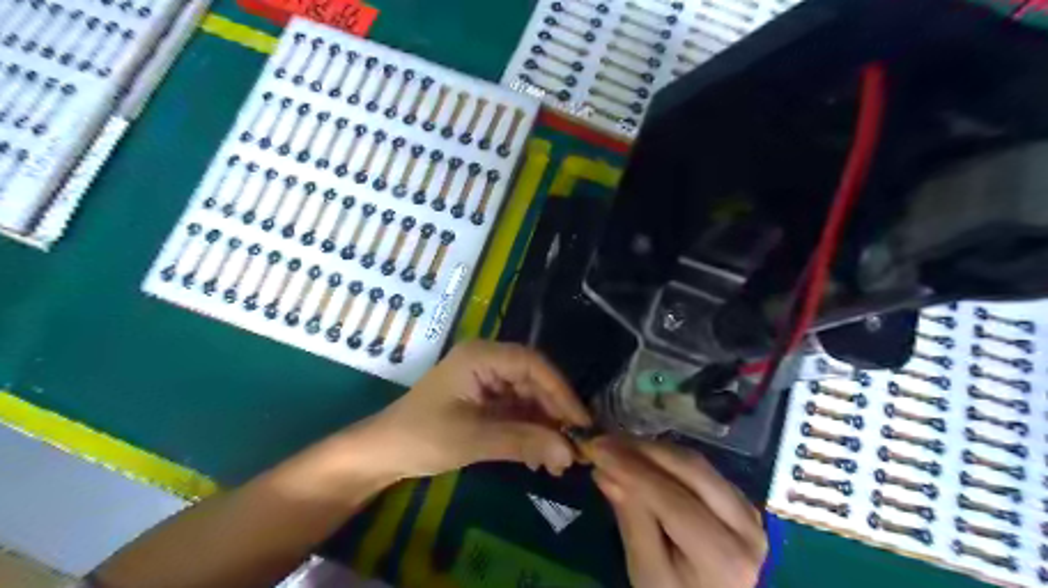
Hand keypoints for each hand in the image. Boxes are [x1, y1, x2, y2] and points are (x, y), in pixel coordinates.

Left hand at [354, 340, 587, 482]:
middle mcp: (488, 362)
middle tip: (574, 447)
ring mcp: (487, 381)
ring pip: (529, 398)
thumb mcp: (473, 439)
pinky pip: (517, 411)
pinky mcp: (486, 400)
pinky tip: (540, 457)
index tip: (581, 422)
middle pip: (534, 381)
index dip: (560, 391)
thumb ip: (523, 441)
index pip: (532, 364)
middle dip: (554, 414)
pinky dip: (530, 432)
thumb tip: (570, 452)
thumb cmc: (421, 437)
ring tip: (559, 460)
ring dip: (545, 427)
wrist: (383, 453)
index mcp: (481, 356)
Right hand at [588, 438, 766, 584]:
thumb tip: (605, 471)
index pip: (673, 501)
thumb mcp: (647, 572)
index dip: (632, 469)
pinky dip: (667, 457)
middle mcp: (746, 527)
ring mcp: (749, 510)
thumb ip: (631, 520)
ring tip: (615, 444)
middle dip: (643, 450)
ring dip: (653, 449)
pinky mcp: (741, 500)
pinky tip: (640, 455)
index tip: (596, 449)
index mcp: (725, 557)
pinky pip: (701, 468)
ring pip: (697, 463)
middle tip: (603, 440)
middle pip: (692, 471)